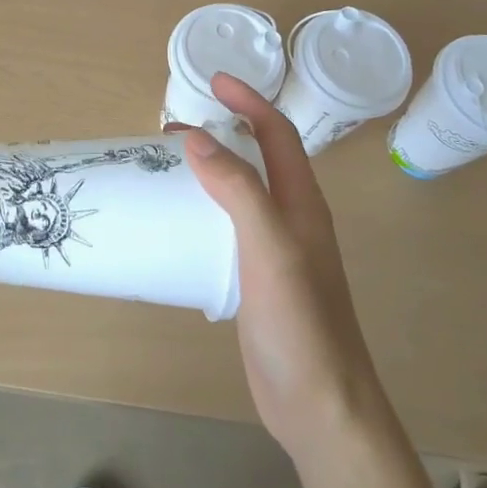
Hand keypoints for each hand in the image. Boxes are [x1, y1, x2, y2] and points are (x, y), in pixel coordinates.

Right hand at [183, 75, 389, 460]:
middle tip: (172, 128)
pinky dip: (203, 210)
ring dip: (209, 170)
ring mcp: (274, 251)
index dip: (250, 102)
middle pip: (257, 159)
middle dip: (222, 132)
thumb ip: (239, 191)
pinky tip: (178, 222)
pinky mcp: (256, 280)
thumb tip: (197, 140)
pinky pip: (227, 228)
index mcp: (302, 203)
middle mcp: (291, 219)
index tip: (214, 81)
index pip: (278, 135)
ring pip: (240, 194)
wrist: (319, 406)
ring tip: (167, 167)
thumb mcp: (271, 248)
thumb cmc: (301, 323)